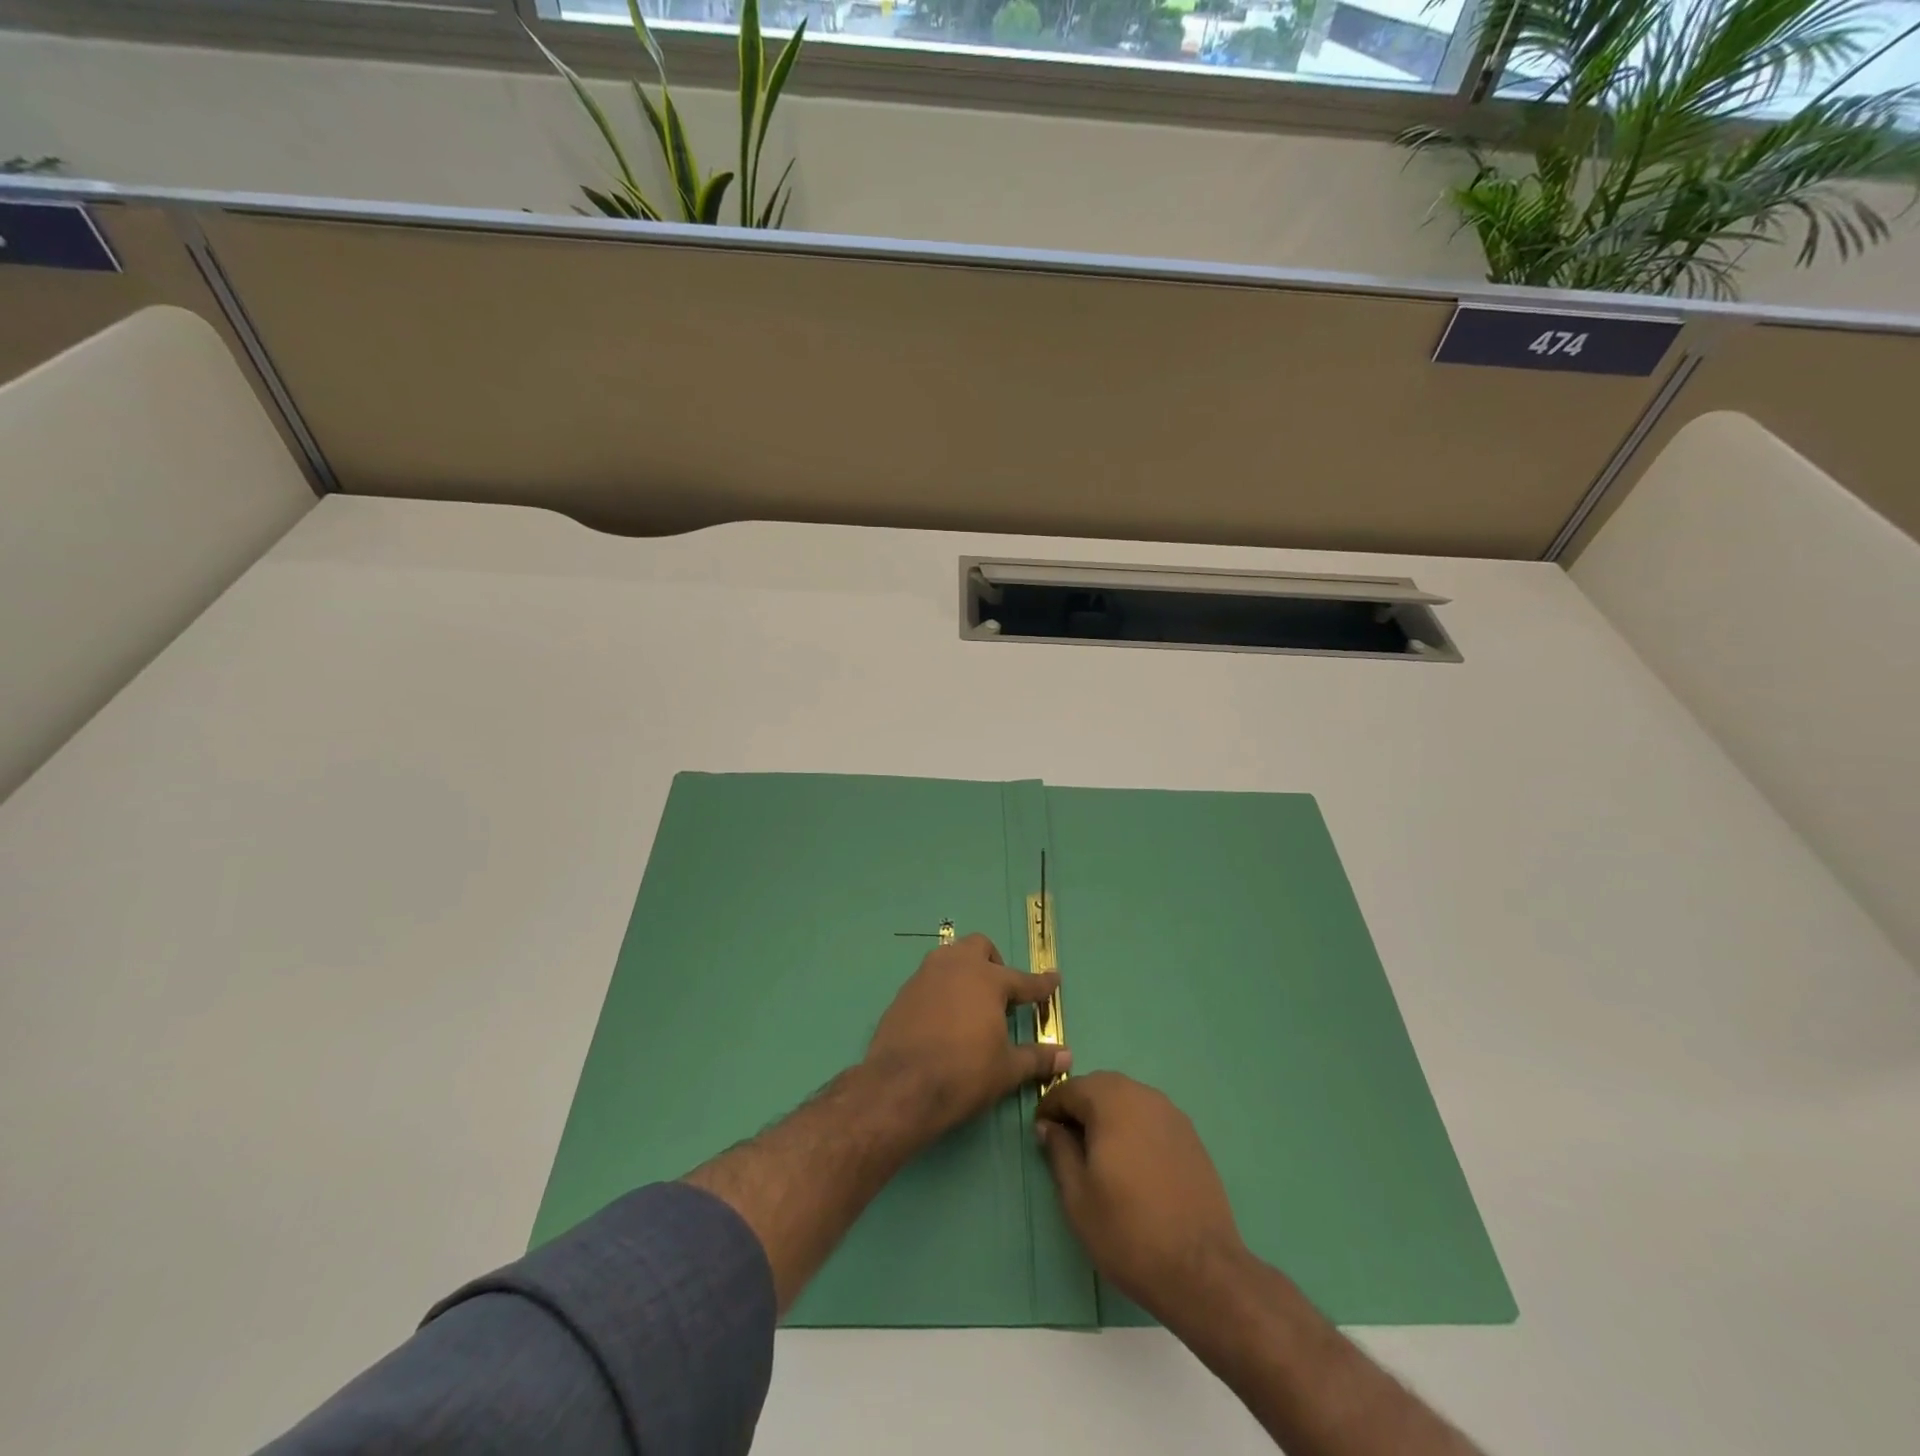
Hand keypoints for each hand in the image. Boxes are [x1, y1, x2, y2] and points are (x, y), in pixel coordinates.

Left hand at [864, 933, 1068, 1144]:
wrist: (901, 1086)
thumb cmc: (963, 1074)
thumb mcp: (1006, 1070)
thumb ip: (1037, 1057)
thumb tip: (1067, 1055)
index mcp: (988, 980)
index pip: (1023, 980)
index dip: (1041, 983)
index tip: (1053, 979)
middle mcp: (957, 967)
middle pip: (979, 947)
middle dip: (994, 962)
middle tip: (1001, 992)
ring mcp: (926, 975)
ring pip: (950, 956)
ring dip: (964, 970)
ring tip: (971, 1001)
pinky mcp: (904, 992)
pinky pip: (929, 979)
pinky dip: (942, 989)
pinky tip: (943, 1017)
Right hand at [1035, 1072, 1248, 1323]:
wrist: (1201, 1270)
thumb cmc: (1128, 1231)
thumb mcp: (1077, 1197)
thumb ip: (1059, 1151)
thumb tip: (1049, 1126)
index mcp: (1111, 1102)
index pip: (1070, 1088)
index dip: (1050, 1107)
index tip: (1041, 1133)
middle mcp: (1142, 1096)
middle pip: (1101, 1086)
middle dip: (1080, 1107)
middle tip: (1067, 1142)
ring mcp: (1171, 1114)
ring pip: (1127, 1099)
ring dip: (1107, 1115)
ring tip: (1099, 1154)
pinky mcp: (1190, 1135)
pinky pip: (1150, 1116)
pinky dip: (1133, 1127)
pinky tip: (1132, 1163)